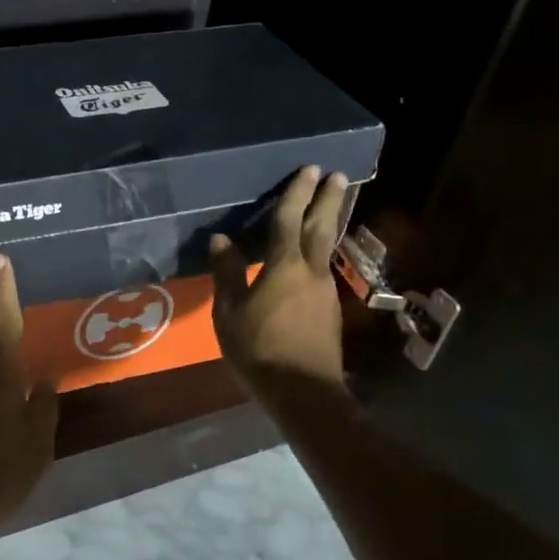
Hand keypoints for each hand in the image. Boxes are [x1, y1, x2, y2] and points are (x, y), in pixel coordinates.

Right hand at [208, 166, 350, 401]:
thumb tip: (221, 239)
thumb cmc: (259, 350)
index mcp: (284, 267)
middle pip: (321, 227)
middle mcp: (310, 271)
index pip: (290, 220)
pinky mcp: (329, 309)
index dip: (297, 193)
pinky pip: (324, 267)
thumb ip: (227, 274)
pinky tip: (316, 253)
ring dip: (331, 220)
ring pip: (328, 246)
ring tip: (333, 203)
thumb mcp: (229, 313)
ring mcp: (325, 290)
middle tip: (337, 174)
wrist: (303, 391)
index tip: (309, 168)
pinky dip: (323, 248)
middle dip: (328, 198)